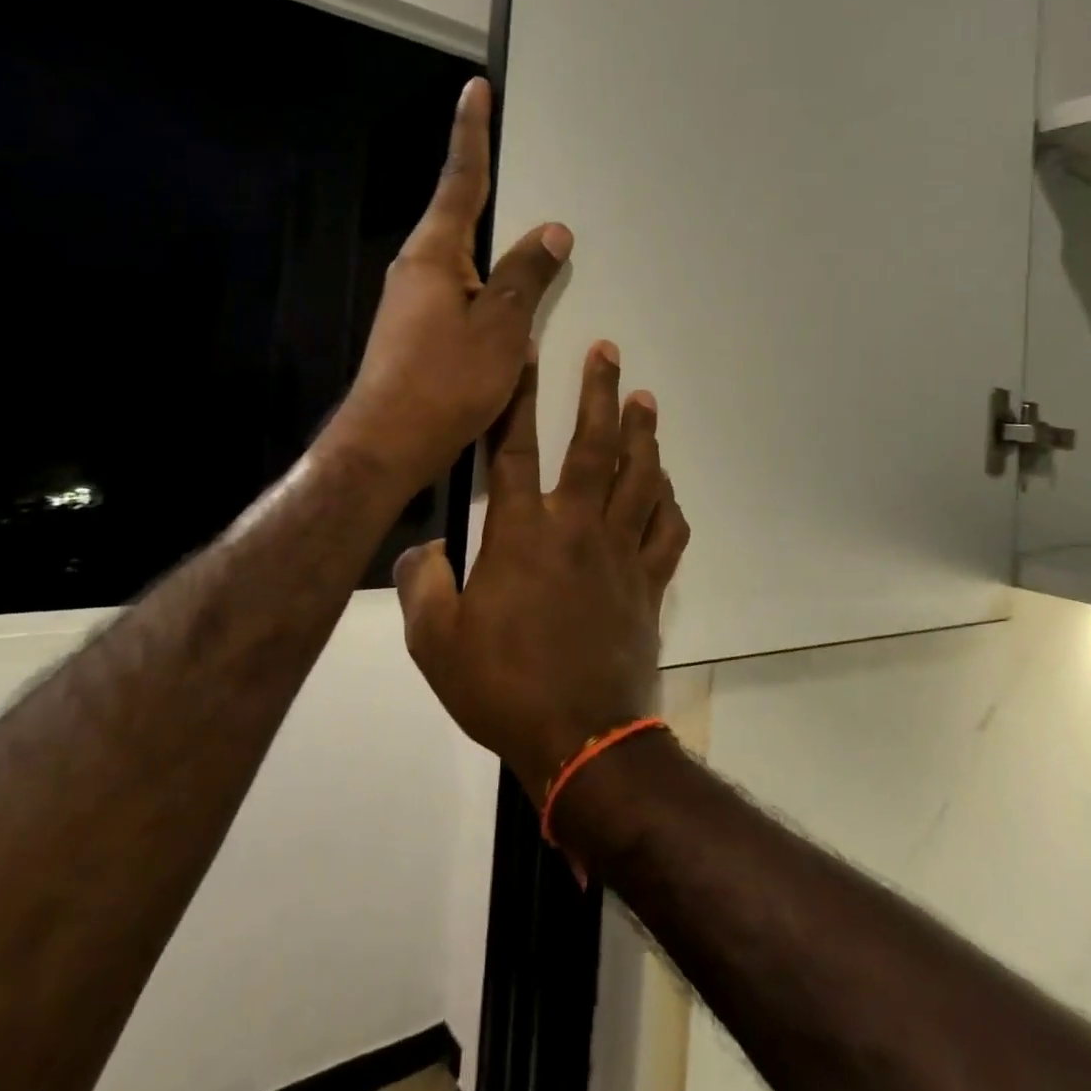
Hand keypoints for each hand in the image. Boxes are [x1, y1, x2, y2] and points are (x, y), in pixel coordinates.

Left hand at [327, 79, 572, 493]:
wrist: (388, 445)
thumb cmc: (444, 382)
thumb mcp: (499, 327)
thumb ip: (526, 276)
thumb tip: (552, 230)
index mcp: (434, 255)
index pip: (460, 181)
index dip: (472, 134)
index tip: (475, 89)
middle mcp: (419, 269)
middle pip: (462, 218)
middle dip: (489, 191)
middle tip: (518, 165)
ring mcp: (415, 303)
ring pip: (467, 262)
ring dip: (497, 252)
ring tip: (534, 247)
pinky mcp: (421, 332)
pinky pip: (465, 294)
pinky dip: (492, 290)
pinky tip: (516, 308)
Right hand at [394, 343, 691, 803]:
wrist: (580, 739)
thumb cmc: (503, 687)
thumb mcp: (434, 641)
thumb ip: (422, 585)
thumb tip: (421, 551)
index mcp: (523, 533)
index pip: (518, 449)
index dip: (521, 398)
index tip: (531, 354)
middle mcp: (577, 527)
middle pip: (594, 446)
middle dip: (600, 393)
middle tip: (609, 352)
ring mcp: (620, 552)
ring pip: (640, 477)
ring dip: (644, 434)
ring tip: (646, 400)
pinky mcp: (649, 582)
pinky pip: (667, 529)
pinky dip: (669, 501)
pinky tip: (665, 486)